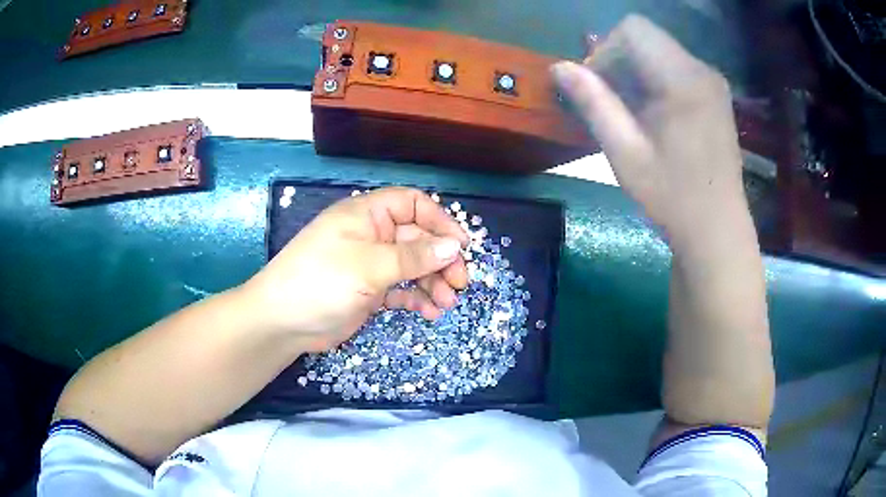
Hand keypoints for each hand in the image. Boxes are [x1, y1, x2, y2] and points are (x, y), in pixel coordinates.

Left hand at [242, 187, 469, 351]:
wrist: (283, 322)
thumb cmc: (322, 281)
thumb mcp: (369, 266)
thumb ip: (413, 256)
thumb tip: (454, 247)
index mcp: (367, 215)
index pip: (413, 205)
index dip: (440, 222)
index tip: (460, 247)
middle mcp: (371, 235)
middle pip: (418, 239)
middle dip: (440, 260)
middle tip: (459, 284)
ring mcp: (370, 264)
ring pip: (412, 266)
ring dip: (432, 283)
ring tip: (446, 304)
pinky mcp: (369, 291)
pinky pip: (400, 289)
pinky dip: (416, 299)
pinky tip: (429, 312)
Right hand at [552, 15, 749, 245]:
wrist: (718, 231)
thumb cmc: (673, 197)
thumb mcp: (625, 153)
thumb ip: (594, 103)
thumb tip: (559, 67)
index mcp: (683, 80)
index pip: (633, 30)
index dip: (606, 51)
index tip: (599, 89)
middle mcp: (703, 70)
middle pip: (647, 38)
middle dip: (620, 62)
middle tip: (612, 106)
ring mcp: (714, 83)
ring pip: (661, 52)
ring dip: (637, 73)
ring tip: (633, 115)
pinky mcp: (717, 96)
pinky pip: (677, 69)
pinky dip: (657, 82)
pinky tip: (655, 117)